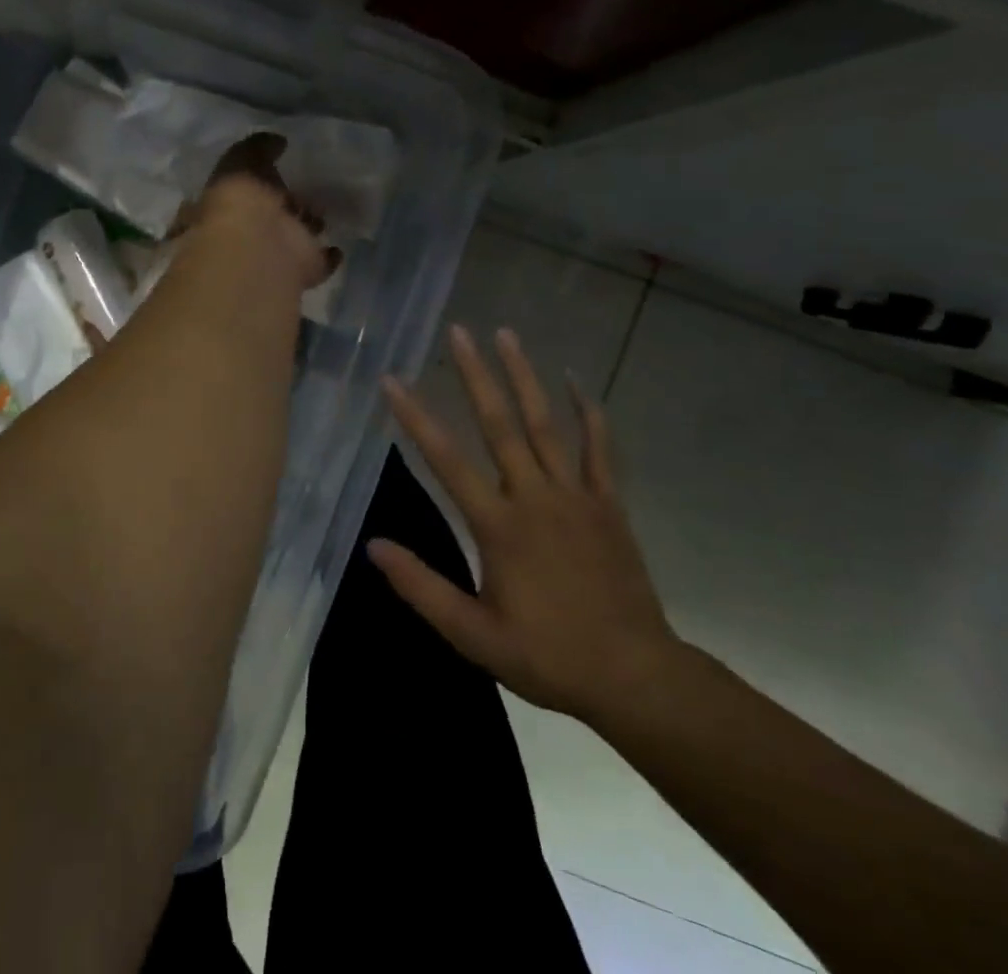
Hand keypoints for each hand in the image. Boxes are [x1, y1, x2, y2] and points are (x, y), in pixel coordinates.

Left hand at [194, 133, 339, 291]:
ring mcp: (278, 253)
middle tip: (303, 192)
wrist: (258, 248)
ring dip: (307, 227)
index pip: (242, 192)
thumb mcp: (242, 161)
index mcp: (231, 205)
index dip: (255, 182)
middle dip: (285, 204)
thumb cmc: (241, 201)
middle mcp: (251, 231)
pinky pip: (320, 262)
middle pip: (271, 215)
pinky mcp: (304, 269)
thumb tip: (277, 140)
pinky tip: (337, 246)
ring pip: (295, 237)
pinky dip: (329, 255)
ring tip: (323, 213)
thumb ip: (258, 148)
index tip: (275, 170)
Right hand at [374, 325, 681, 722]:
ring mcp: (575, 496)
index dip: (415, 418)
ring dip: (524, 377)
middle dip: (475, 375)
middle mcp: (534, 497)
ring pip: (545, 424)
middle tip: (458, 331)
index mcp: (499, 525)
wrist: (635, 676)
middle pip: (499, 424)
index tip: (393, 380)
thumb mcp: (473, 635)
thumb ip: (421, 587)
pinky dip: (588, 413)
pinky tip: (575, 381)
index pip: (446, 460)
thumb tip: (373, 545)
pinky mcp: (607, 504)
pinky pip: (598, 449)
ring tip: (506, 335)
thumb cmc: (548, 656)